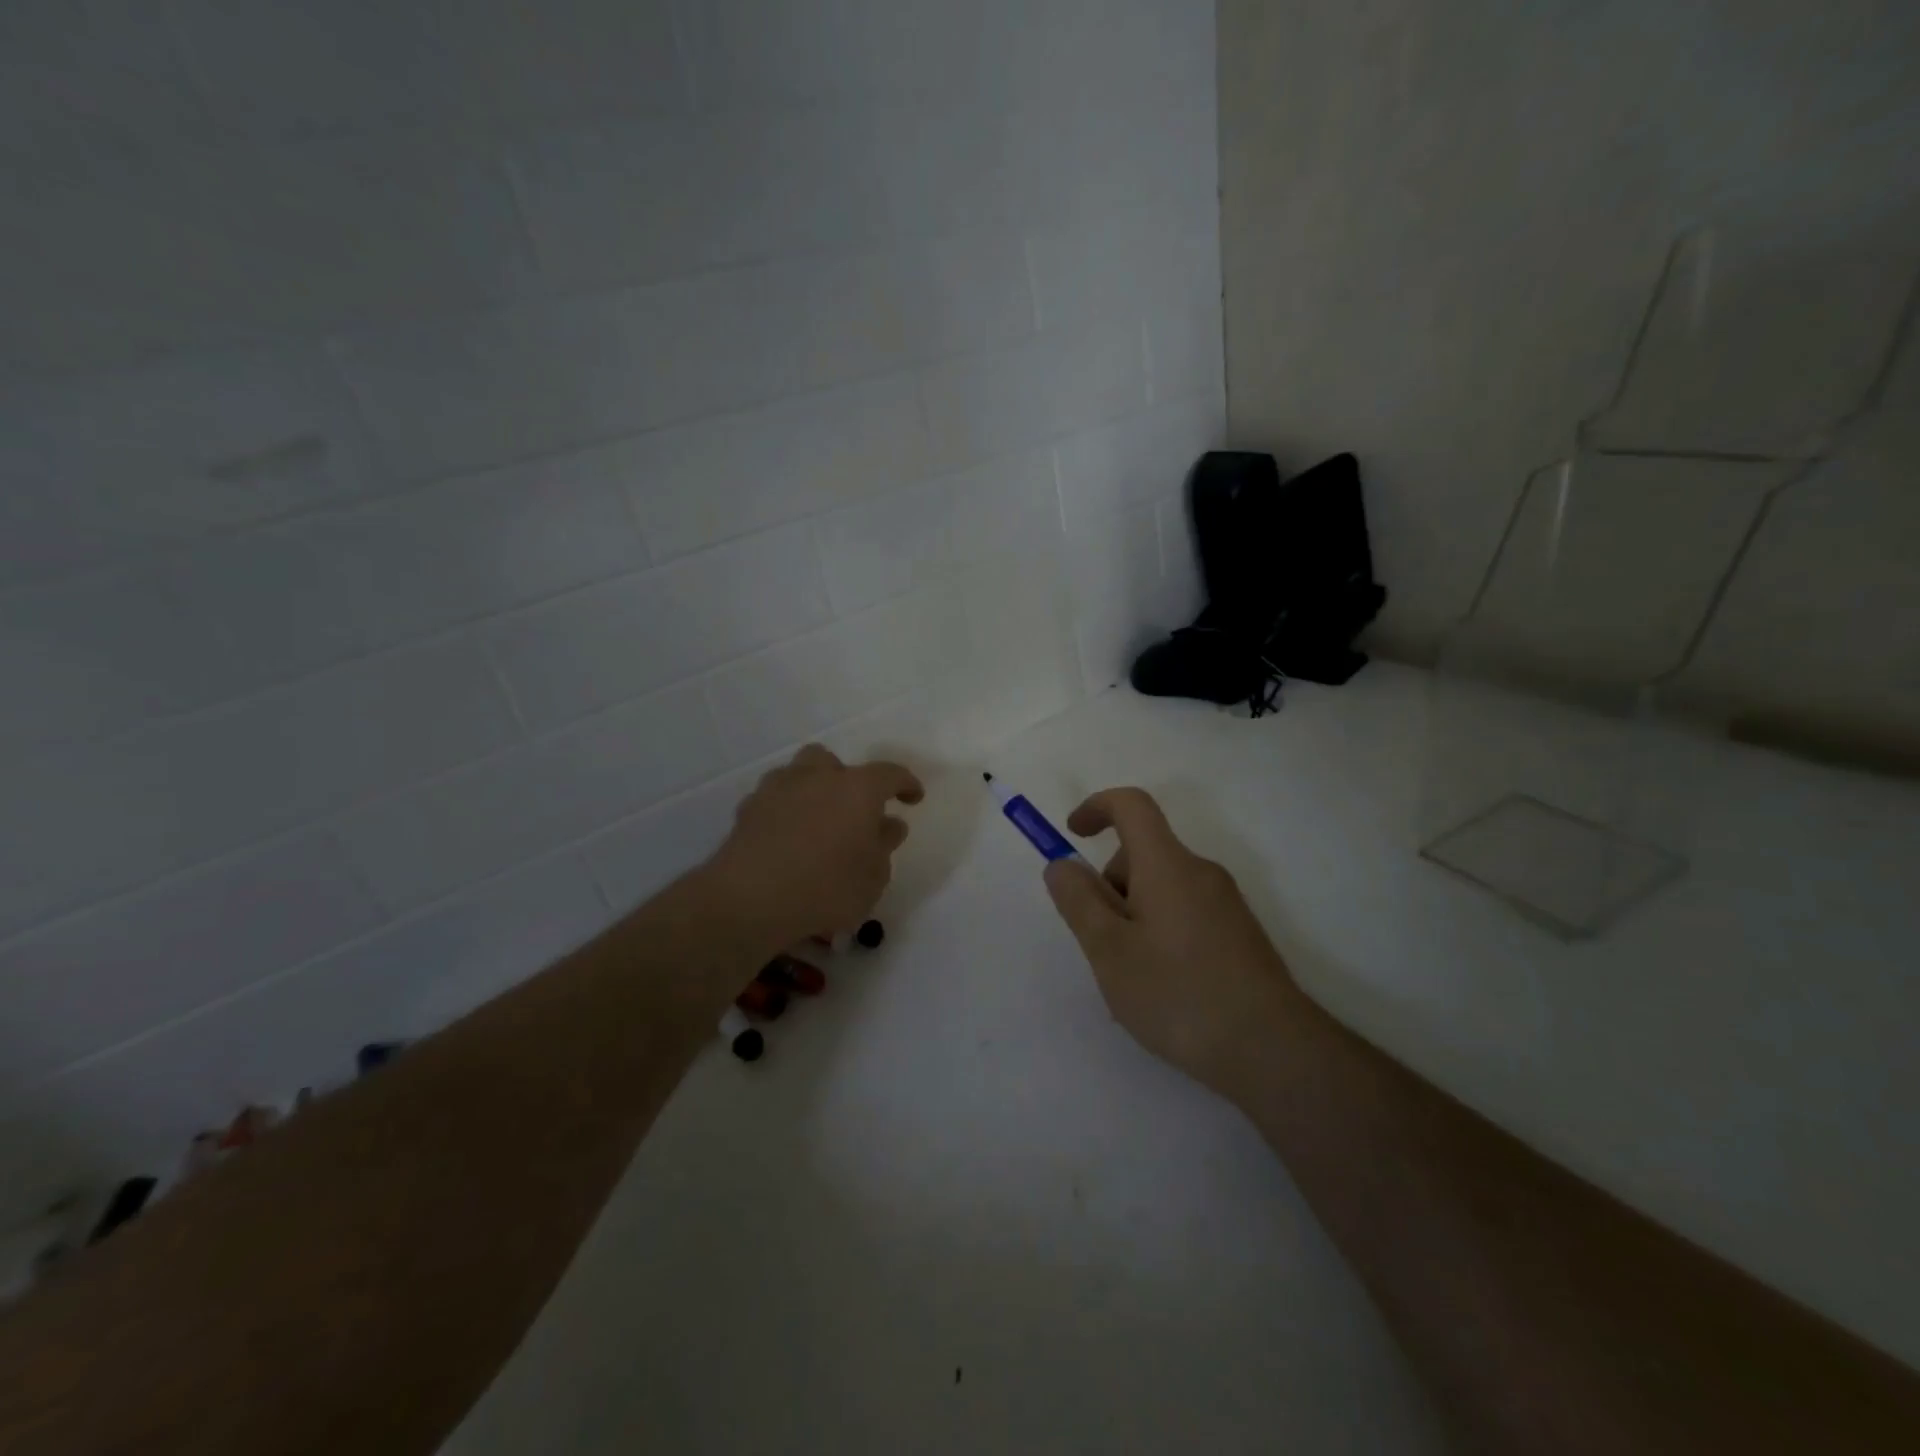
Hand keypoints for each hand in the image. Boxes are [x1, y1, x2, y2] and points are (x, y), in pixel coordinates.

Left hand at [705, 744, 923, 948]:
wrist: (750, 899)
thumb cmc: (827, 887)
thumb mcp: (873, 877)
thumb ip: (883, 846)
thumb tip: (888, 825)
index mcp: (857, 788)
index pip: (890, 774)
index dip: (906, 783)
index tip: (913, 797)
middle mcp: (817, 777)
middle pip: (833, 762)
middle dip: (845, 779)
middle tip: (851, 809)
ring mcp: (777, 789)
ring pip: (797, 774)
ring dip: (810, 790)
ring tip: (816, 822)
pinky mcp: (747, 809)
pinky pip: (773, 800)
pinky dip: (783, 812)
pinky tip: (785, 839)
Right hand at [1043, 788, 1297, 1095]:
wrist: (1273, 1050)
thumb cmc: (1178, 994)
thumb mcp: (1109, 950)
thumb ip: (1079, 901)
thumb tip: (1062, 865)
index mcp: (1167, 864)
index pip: (1132, 805)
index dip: (1096, 807)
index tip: (1073, 835)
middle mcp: (1200, 872)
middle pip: (1143, 854)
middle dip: (1110, 885)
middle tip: (1101, 944)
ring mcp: (1225, 903)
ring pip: (1162, 888)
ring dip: (1133, 915)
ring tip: (1131, 978)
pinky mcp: (1239, 934)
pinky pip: (1184, 913)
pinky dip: (1159, 932)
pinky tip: (1164, 989)